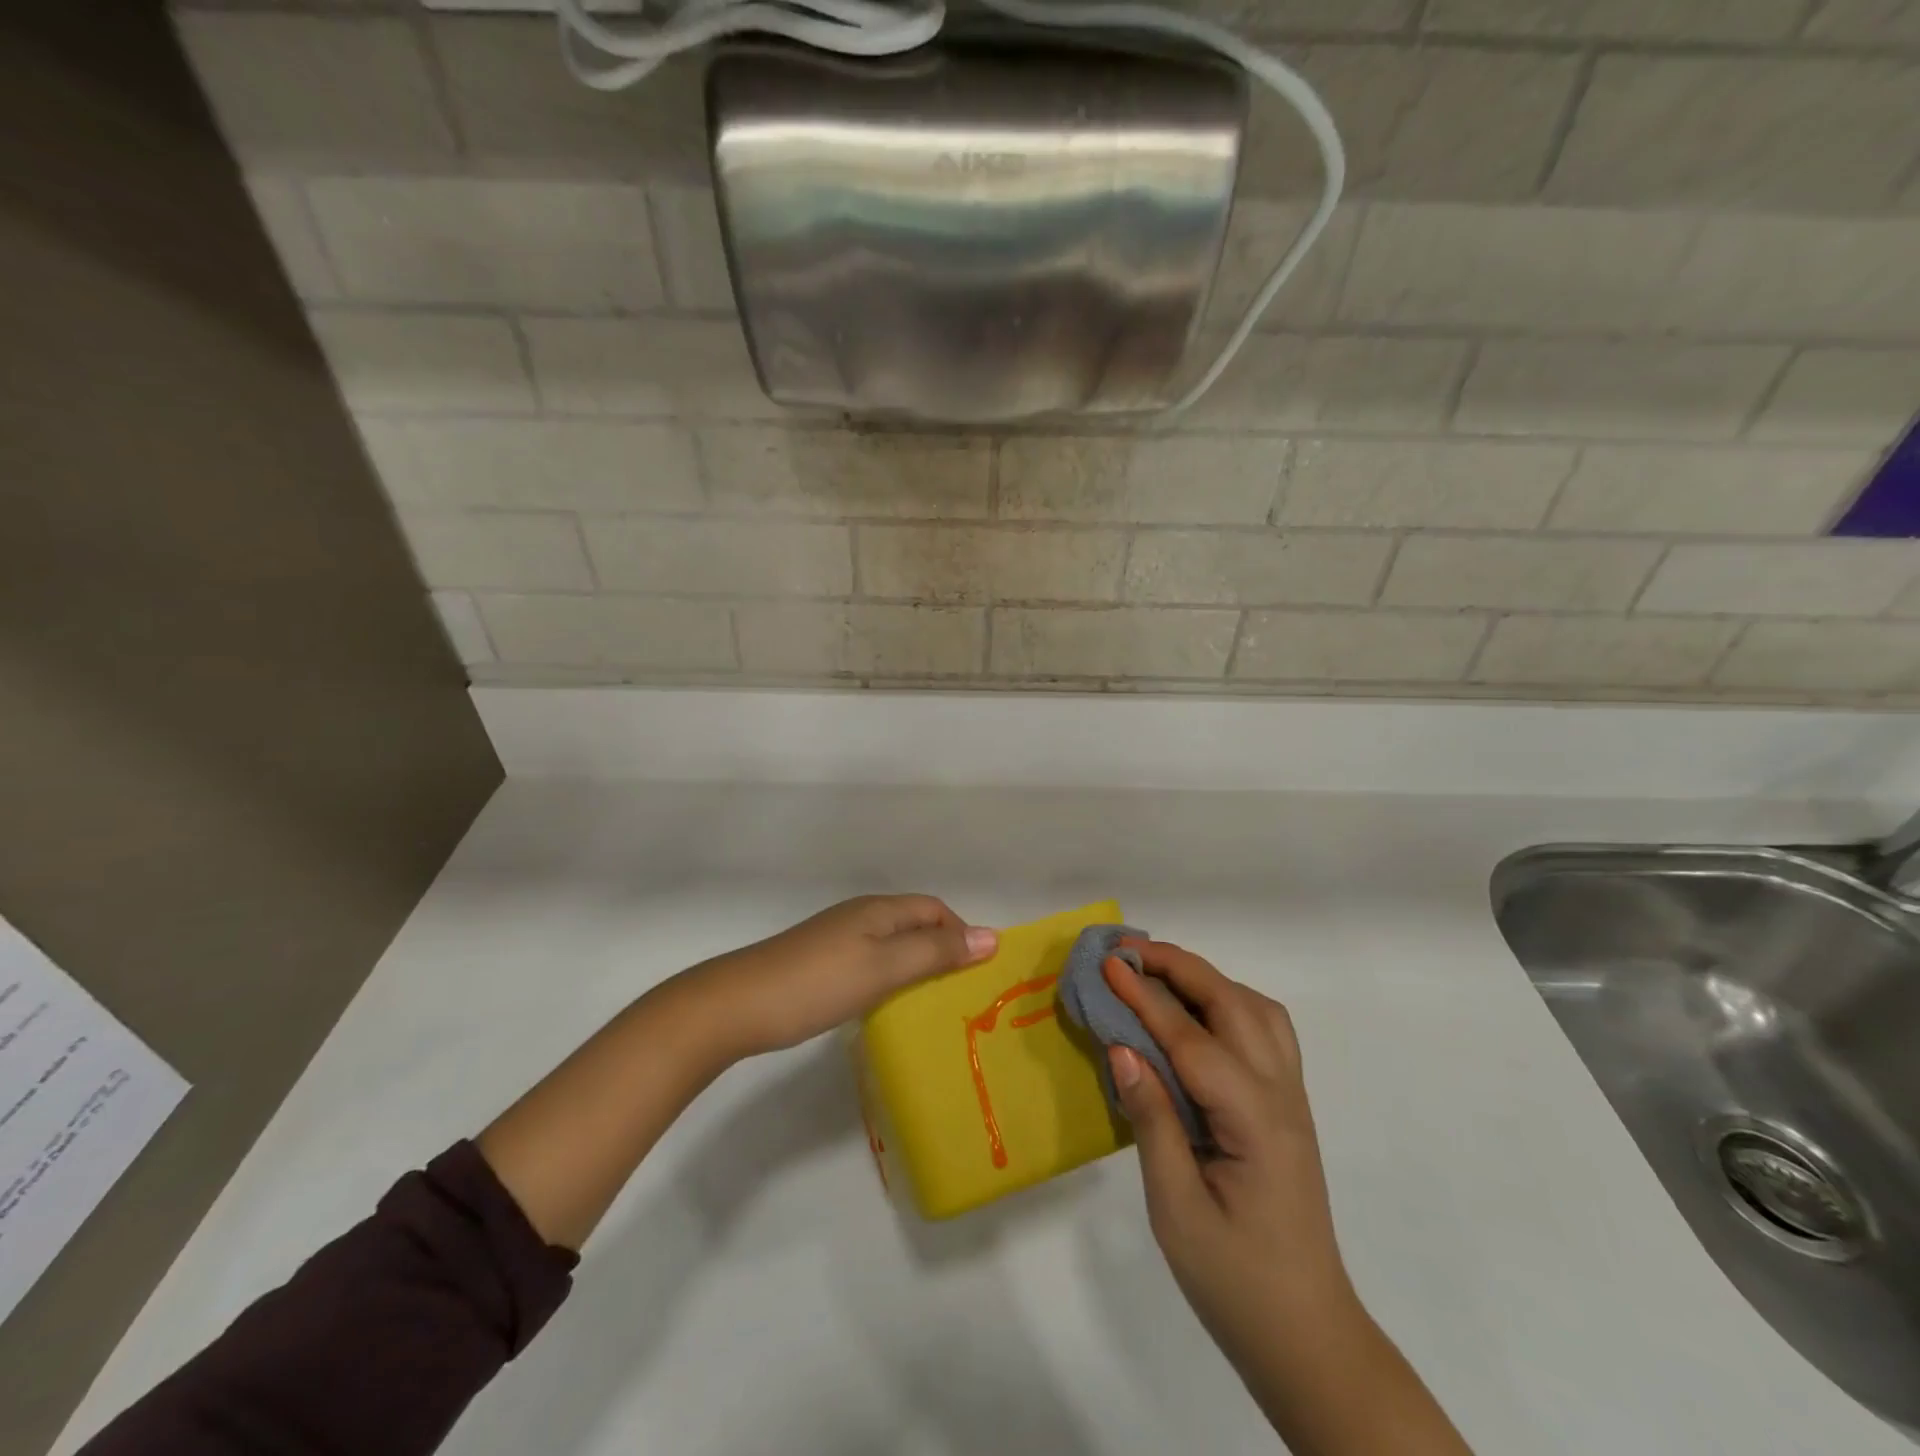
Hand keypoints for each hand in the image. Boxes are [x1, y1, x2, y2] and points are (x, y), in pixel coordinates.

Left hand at [690, 895, 996, 1058]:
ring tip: (932, 1001)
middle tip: (962, 991)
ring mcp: (836, 940)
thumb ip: (936, 952)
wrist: (735, 1005)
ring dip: (916, 965)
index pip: (934, 908)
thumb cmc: (817, 983)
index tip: (978, 972)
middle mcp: (859, 916)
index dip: (961, 932)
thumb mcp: (884, 967)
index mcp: (878, 910)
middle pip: (914, 923)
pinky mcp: (819, 963)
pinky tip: (886, 1004)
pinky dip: (890, 977)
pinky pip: (870, 961)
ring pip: (891, 944)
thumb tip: (991, 936)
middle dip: (942, 949)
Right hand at [1104, 942, 1353, 1349]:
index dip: (1145, 997)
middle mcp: (1281, 1095)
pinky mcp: (1287, 1105)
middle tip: (1126, 952)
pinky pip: (1265, 1030)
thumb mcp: (1177, 1208)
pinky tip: (1197, 1014)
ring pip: (1256, 1009)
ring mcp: (1291, 1097)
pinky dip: (1229, 1001)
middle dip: (1179, 967)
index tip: (1107, 964)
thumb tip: (1121, 1048)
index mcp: (1255, 1122)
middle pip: (1233, 1004)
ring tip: (1157, 973)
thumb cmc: (1233, 1280)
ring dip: (1207, 978)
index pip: (1191, 1038)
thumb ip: (1152, 1120)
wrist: (1304, 1334)